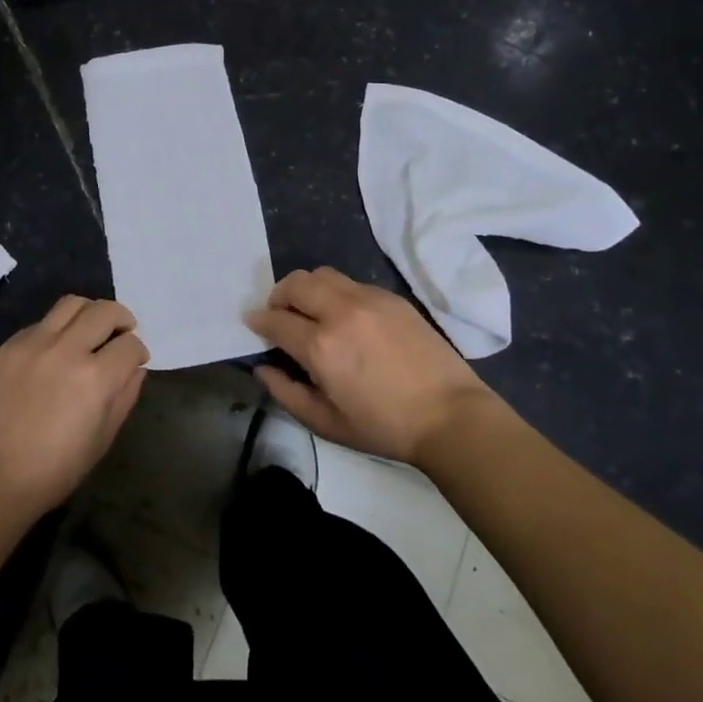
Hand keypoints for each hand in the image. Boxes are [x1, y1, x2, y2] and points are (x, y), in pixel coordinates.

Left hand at [0, 296, 148, 514]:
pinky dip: (57, 329)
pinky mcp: (8, 346)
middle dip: (122, 319)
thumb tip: (134, 368)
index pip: (130, 344)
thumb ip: (125, 396)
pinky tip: (55, 350)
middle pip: (105, 311)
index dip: (139, 350)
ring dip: (90, 312)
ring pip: (72, 304)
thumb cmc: (55, 469)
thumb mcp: (103, 438)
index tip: (136, 360)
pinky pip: (41, 323)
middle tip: (121, 334)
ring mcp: (33, 344)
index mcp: (95, 378)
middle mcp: (66, 350)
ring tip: (90, 330)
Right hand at [245, 268, 495, 466]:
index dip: (258, 321)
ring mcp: (368, 299)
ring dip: (307, 288)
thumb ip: (286, 393)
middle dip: (279, 296)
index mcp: (320, 346)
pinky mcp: (391, 297)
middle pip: (295, 283)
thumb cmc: (384, 427)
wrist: (449, 415)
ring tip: (311, 310)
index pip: (275, 320)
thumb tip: (263, 368)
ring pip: (322, 274)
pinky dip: (336, 293)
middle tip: (280, 314)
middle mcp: (340, 312)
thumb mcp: (326, 423)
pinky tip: (346, 317)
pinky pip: (351, 283)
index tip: (253, 323)